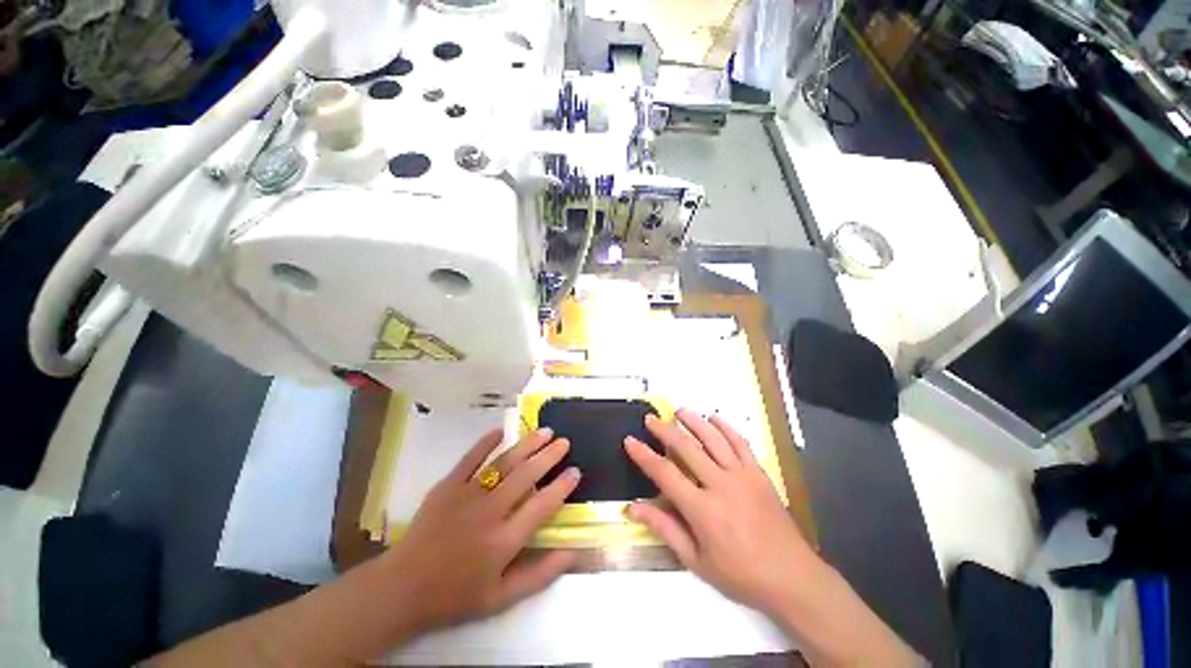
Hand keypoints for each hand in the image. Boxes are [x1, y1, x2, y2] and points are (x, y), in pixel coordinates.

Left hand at [383, 428, 580, 632]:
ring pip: (504, 463)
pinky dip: (487, 442)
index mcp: (503, 541)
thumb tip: (572, 551)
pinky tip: (502, 430)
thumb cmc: (455, 595)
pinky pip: (471, 458)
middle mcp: (489, 512)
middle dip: (549, 456)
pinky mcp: (447, 485)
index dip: (561, 487)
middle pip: (526, 476)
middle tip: (564, 442)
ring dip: (527, 445)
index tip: (575, 471)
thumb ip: (540, 575)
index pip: (542, 507)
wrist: (403, 587)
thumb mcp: (501, 598)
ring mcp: (467, 495)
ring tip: (545, 431)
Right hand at [623, 409, 819, 615]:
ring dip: (694, 421)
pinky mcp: (759, 473)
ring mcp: (742, 475)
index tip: (630, 441)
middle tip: (650, 419)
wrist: (792, 578)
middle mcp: (720, 485)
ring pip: (713, 438)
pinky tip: (714, 417)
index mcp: (702, 510)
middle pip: (686, 448)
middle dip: (664, 430)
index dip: (644, 455)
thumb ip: (665, 529)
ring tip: (679, 411)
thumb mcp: (696, 560)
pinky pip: (740, 443)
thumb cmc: (740, 575)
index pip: (665, 473)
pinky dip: (726, 427)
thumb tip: (634, 508)